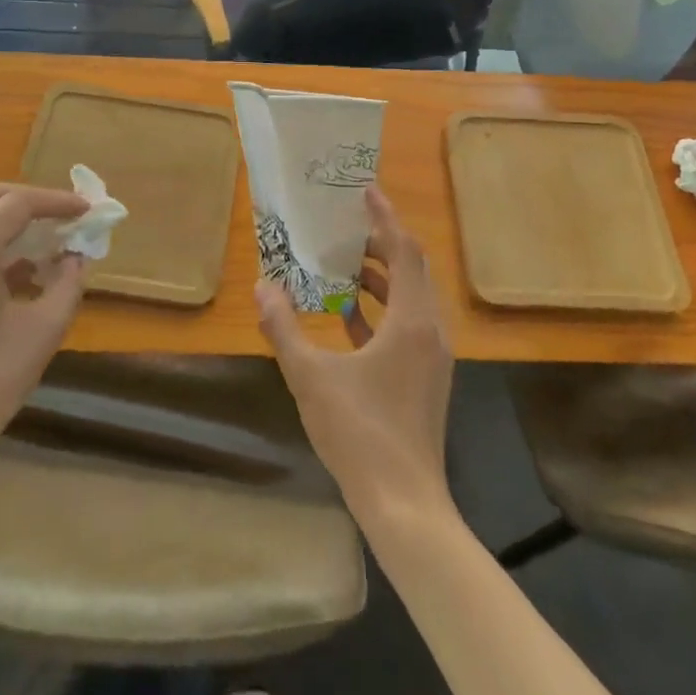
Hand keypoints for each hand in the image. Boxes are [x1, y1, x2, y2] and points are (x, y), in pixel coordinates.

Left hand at [0, 182, 90, 504]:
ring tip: (43, 244)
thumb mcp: (44, 330)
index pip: (18, 204)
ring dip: (4, 221)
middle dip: (28, 201)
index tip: (87, 210)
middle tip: (62, 216)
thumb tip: (76, 255)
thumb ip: (68, 281)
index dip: (57, 202)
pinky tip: (13, 273)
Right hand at [256, 187, 453, 523]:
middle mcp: (430, 330)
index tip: (365, 191)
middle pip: (412, 269)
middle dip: (381, 244)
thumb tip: (263, 286)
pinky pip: (407, 326)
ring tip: (341, 265)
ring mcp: (432, 355)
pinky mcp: (426, 377)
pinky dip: (381, 311)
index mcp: (412, 321)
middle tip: (345, 228)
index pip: (404, 251)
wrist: (405, 503)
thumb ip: (284, 327)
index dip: (385, 218)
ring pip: (410, 298)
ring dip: (380, 278)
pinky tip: (347, 316)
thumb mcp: (310, 377)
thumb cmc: (360, 434)